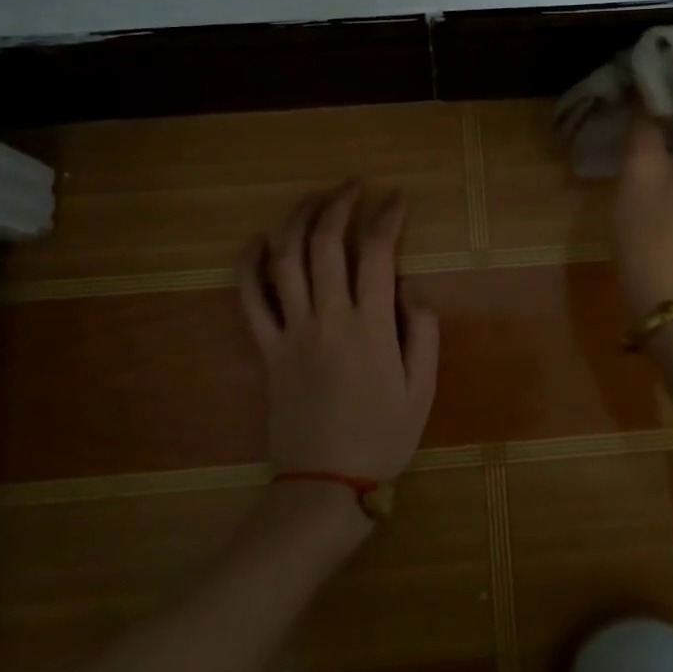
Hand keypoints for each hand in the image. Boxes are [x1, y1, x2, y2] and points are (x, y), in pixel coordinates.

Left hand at [238, 182, 439, 484]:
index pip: (377, 252)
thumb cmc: (381, 438)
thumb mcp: (422, 389)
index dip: (387, 216)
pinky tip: (259, 241)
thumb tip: (410, 286)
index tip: (396, 197)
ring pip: (285, 260)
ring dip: (297, 220)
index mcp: (370, 327)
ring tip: (313, 198)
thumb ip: (423, 331)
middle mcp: (327, 319)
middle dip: (339, 204)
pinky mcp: (266, 350)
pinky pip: (250, 300)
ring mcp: (290, 332)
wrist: (324, 486)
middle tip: (353, 185)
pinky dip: (249, 265)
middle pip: (325, 243)